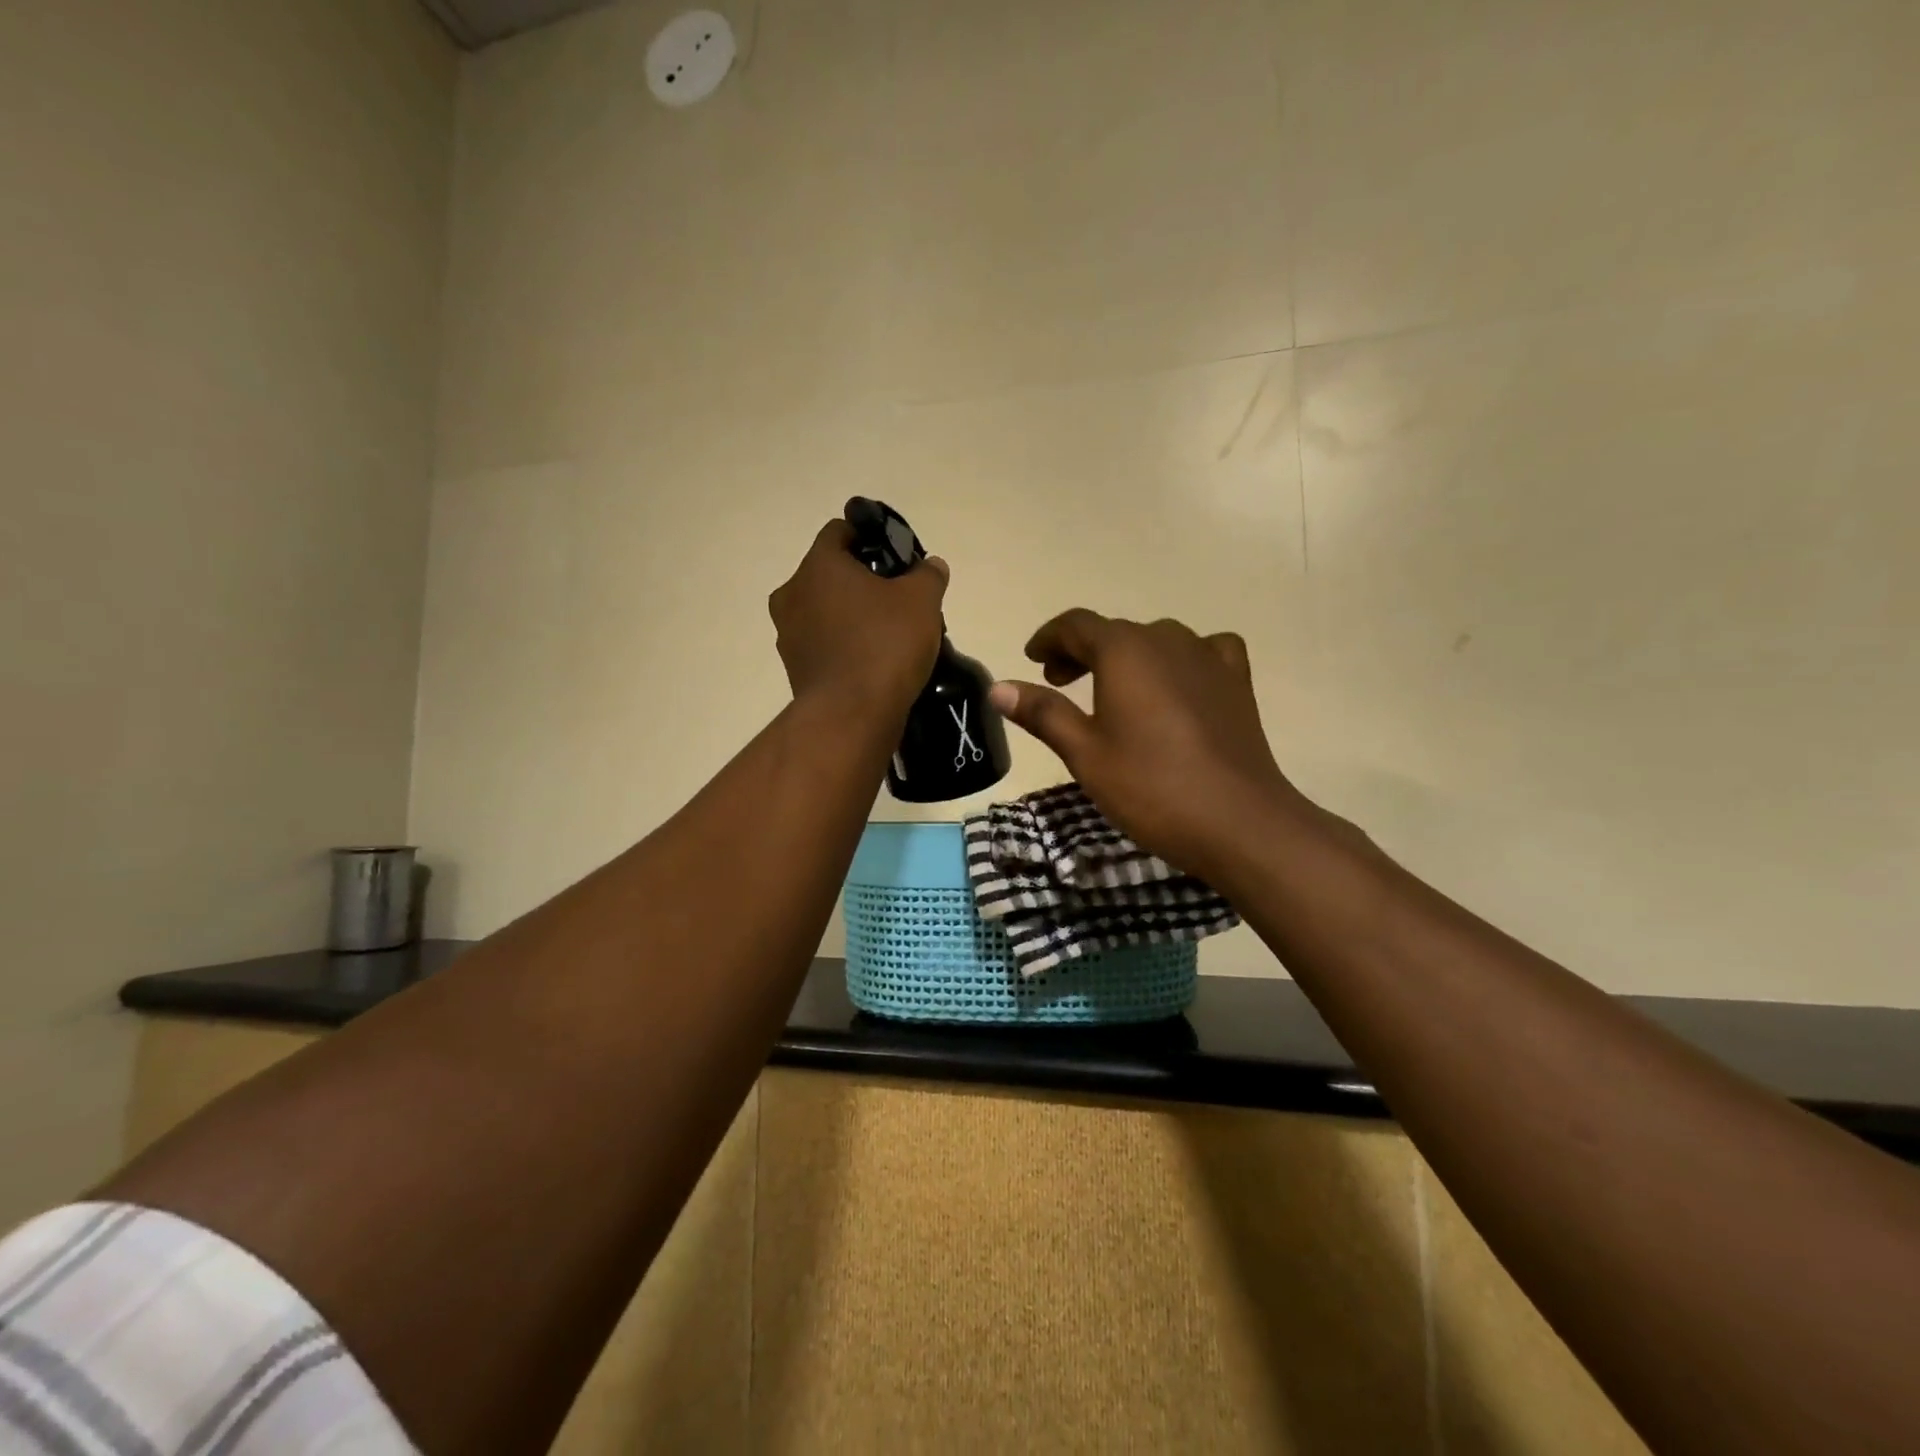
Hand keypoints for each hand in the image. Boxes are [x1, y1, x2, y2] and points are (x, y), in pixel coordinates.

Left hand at [770, 520, 948, 718]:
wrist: (851, 715)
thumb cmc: (884, 644)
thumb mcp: (921, 601)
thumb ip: (927, 575)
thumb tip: (931, 565)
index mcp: (818, 565)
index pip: (840, 531)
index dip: (870, 537)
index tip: (897, 557)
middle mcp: (793, 593)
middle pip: (831, 574)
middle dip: (863, 581)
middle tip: (898, 598)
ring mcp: (789, 633)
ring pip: (825, 610)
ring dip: (852, 615)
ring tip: (889, 633)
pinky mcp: (795, 668)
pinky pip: (823, 643)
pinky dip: (844, 645)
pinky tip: (873, 660)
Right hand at [988, 610, 1314, 879]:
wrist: (1239, 822)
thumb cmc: (1151, 787)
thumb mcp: (1085, 753)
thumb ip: (1043, 713)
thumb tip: (998, 687)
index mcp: (1124, 650)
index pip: (1076, 625)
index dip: (1048, 638)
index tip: (1031, 658)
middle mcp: (1167, 639)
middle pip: (1114, 632)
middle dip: (1081, 652)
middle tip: (1059, 683)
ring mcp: (1208, 657)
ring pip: (1156, 641)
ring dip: (1127, 657)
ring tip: (1112, 690)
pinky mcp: (1237, 682)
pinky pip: (1204, 653)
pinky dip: (1180, 661)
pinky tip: (1179, 685)